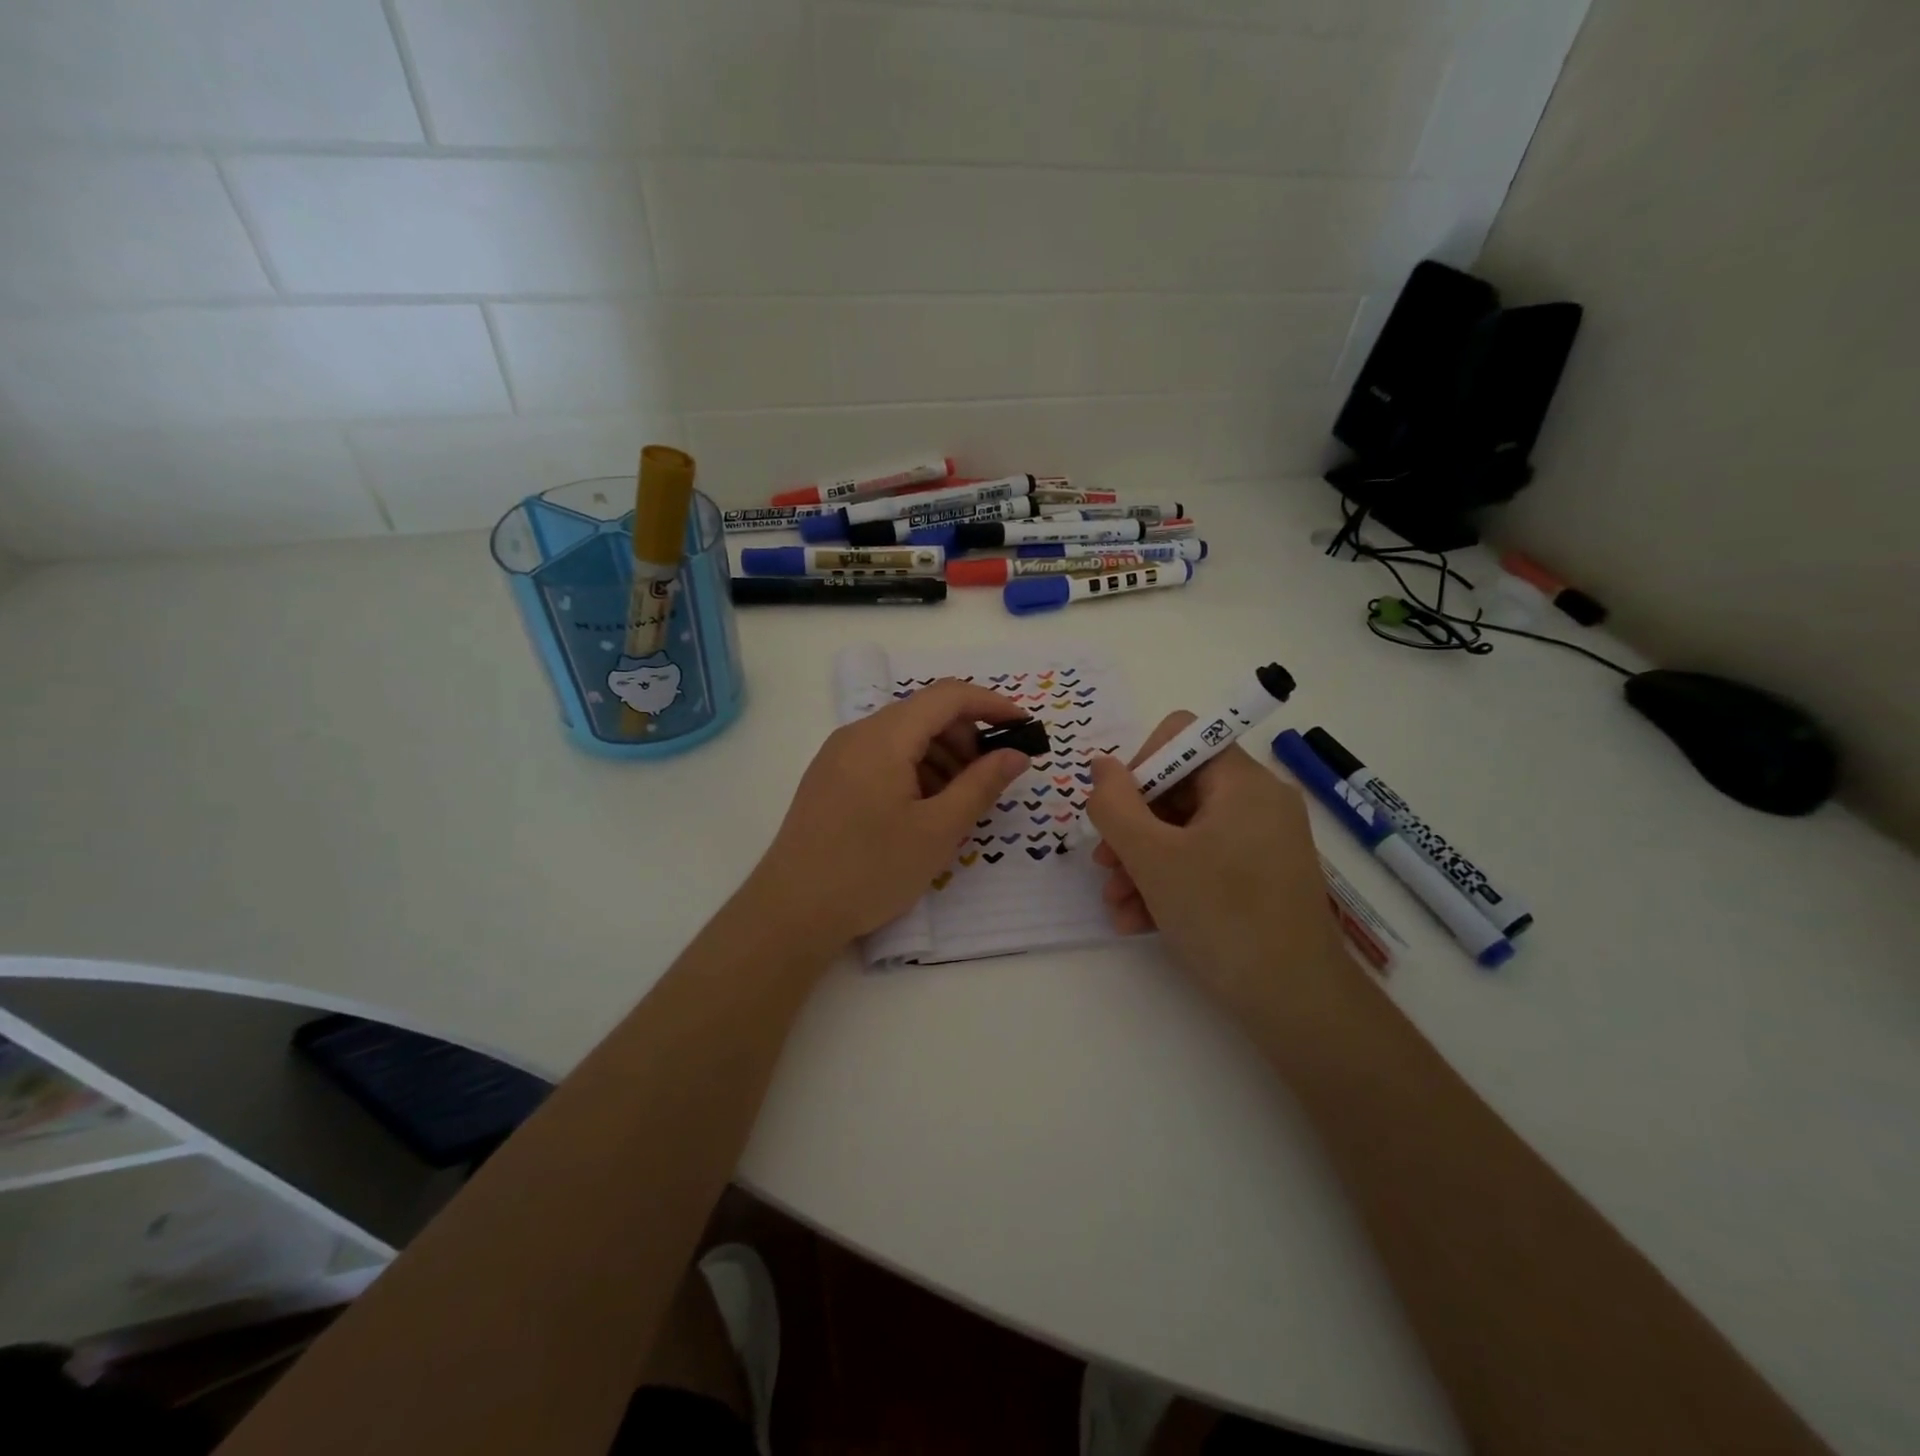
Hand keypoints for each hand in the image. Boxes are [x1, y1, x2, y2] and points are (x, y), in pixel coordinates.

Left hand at [753, 680, 1031, 948]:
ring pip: (903, 737)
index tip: (1023, 728)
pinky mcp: (829, 779)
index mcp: (884, 736)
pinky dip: (913, 771)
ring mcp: (838, 756)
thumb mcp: (937, 830)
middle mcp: (857, 734)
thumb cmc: (870, 870)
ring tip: (956, 804)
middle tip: (988, 781)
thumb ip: (981, 785)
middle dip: (966, 738)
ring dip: (940, 757)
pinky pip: (881, 758)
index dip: (991, 705)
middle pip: (924, 714)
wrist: (791, 912)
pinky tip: (921, 811)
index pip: (948, 696)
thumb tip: (1015, 754)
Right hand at [1085, 713, 1349, 1022]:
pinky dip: (1170, 883)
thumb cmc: (1222, 916)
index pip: (1180, 737)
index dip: (1138, 767)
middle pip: (1177, 789)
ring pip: (1185, 832)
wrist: (1297, 1002)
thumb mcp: (1152, 857)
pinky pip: (1205, 862)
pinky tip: (1138, 921)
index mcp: (1243, 782)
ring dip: (1141, 863)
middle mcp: (1259, 802)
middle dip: (1132, 829)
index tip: (1117, 814)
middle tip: (1105, 868)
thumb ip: (1115, 805)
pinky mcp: (1262, 877)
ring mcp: (1263, 842)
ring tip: (1116, 903)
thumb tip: (1101, 766)